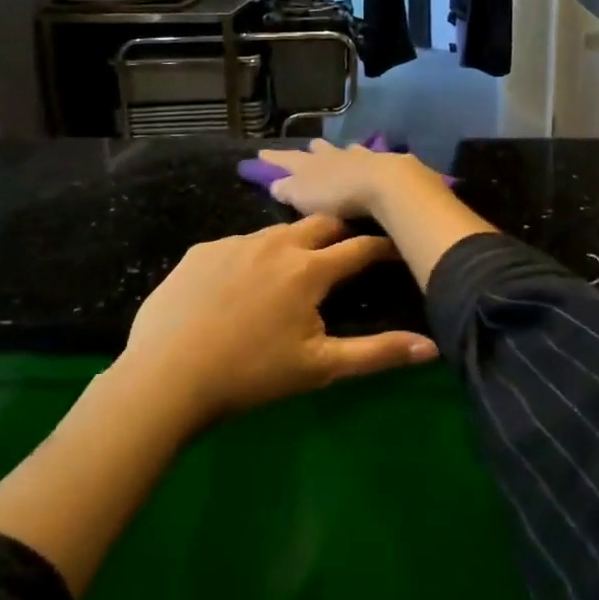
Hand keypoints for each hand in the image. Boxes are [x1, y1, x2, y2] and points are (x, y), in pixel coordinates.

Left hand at [114, 215, 438, 434]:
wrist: (166, 377)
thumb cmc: (252, 374)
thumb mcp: (320, 367)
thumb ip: (378, 354)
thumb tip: (432, 348)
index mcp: (308, 269)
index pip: (360, 247)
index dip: (383, 246)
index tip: (397, 246)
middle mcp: (275, 243)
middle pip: (321, 222)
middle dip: (341, 231)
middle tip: (347, 250)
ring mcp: (234, 243)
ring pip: (277, 232)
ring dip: (294, 243)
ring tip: (293, 268)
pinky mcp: (202, 251)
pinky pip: (237, 245)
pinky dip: (252, 257)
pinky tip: (240, 286)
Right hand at [257, 139, 442, 219]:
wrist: (383, 183)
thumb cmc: (337, 194)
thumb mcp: (303, 196)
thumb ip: (287, 190)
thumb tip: (276, 184)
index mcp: (309, 164)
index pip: (286, 159)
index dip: (273, 158)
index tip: (261, 153)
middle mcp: (333, 155)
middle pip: (319, 149)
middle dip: (312, 150)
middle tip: (309, 148)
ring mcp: (360, 156)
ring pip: (346, 150)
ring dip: (342, 152)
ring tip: (343, 152)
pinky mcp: (385, 162)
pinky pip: (371, 158)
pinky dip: (367, 160)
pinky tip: (372, 163)